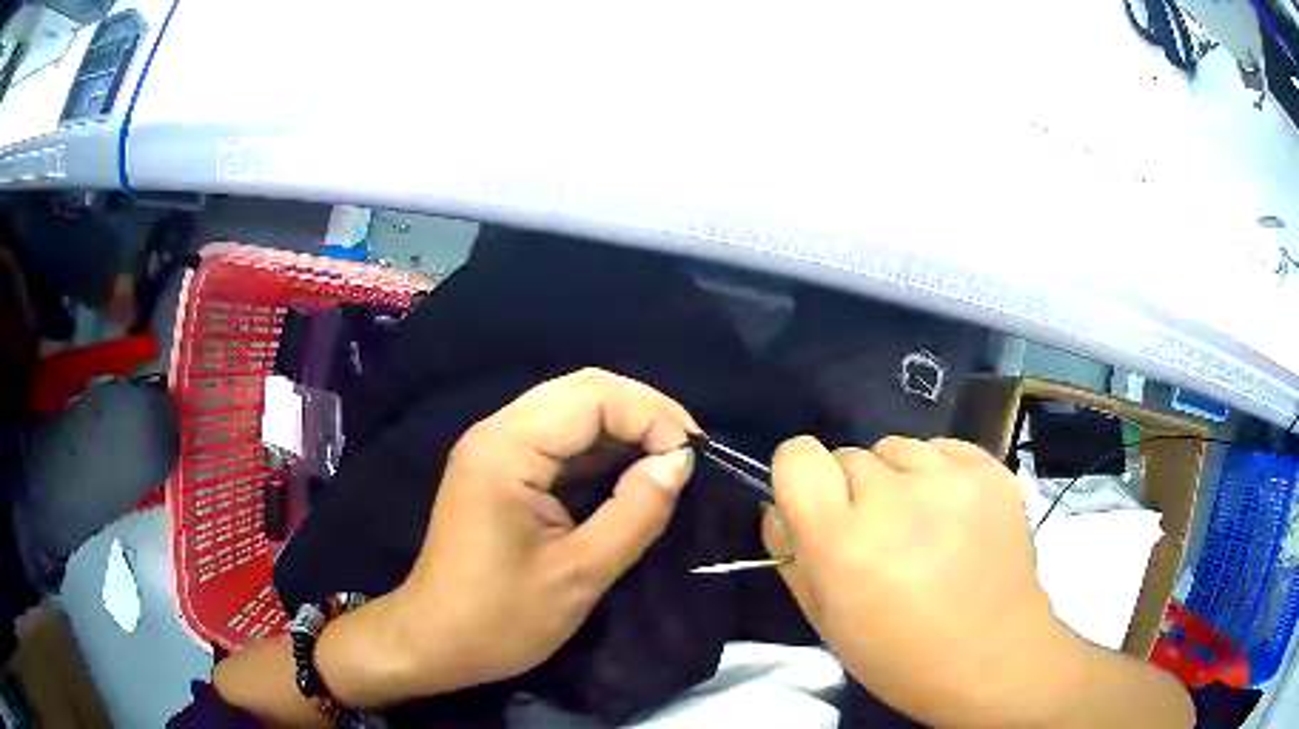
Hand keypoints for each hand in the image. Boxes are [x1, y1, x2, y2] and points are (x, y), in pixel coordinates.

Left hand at [386, 368, 697, 694]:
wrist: (434, 642)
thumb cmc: (500, 619)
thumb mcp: (580, 574)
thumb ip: (635, 513)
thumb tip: (680, 462)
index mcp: (507, 449)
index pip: (593, 396)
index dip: (652, 415)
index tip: (691, 459)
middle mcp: (497, 432)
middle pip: (583, 391)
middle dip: (643, 414)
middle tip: (686, 455)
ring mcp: (495, 448)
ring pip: (573, 411)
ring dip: (625, 430)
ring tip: (667, 464)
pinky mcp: (500, 469)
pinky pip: (559, 441)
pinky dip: (601, 451)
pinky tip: (629, 476)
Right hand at [762, 436, 1069, 726]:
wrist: (992, 657)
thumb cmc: (899, 655)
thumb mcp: (825, 621)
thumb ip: (790, 556)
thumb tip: (779, 508)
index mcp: (843, 542)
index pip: (797, 456)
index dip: (799, 477)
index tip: (814, 504)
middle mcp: (894, 499)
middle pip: (849, 455)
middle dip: (853, 491)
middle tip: (879, 535)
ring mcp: (950, 479)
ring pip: (896, 447)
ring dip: (897, 478)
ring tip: (921, 522)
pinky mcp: (991, 471)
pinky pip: (943, 447)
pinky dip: (938, 471)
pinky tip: (953, 512)